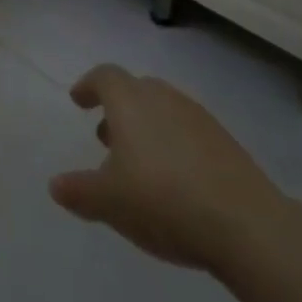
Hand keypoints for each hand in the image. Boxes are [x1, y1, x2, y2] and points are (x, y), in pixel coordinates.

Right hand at [49, 63, 284, 271]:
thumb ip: (79, 191)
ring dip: (146, 128)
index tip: (78, 100)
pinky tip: (175, 180)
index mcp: (129, 101)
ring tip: (140, 164)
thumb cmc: (163, 201)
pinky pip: (188, 131)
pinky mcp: (226, 142)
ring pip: (163, 110)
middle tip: (106, 138)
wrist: (246, 224)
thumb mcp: (110, 202)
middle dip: (118, 109)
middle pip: (135, 89)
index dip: (88, 86)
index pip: (104, 76)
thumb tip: (55, 185)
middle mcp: (162, 97)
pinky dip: (173, 145)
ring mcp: (198, 117)